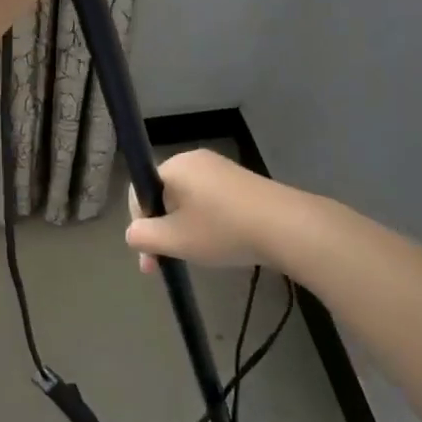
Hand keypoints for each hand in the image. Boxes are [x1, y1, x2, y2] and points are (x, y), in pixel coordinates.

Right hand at [125, 148, 282, 273]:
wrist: (286, 227)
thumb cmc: (222, 230)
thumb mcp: (173, 240)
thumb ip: (142, 236)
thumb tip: (134, 233)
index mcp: (174, 166)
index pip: (140, 193)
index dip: (140, 226)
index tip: (150, 259)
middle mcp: (195, 160)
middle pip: (164, 196)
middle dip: (163, 230)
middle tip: (168, 262)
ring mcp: (222, 169)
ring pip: (188, 201)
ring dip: (185, 228)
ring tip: (198, 255)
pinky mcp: (243, 182)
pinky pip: (211, 201)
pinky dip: (208, 222)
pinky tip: (222, 243)